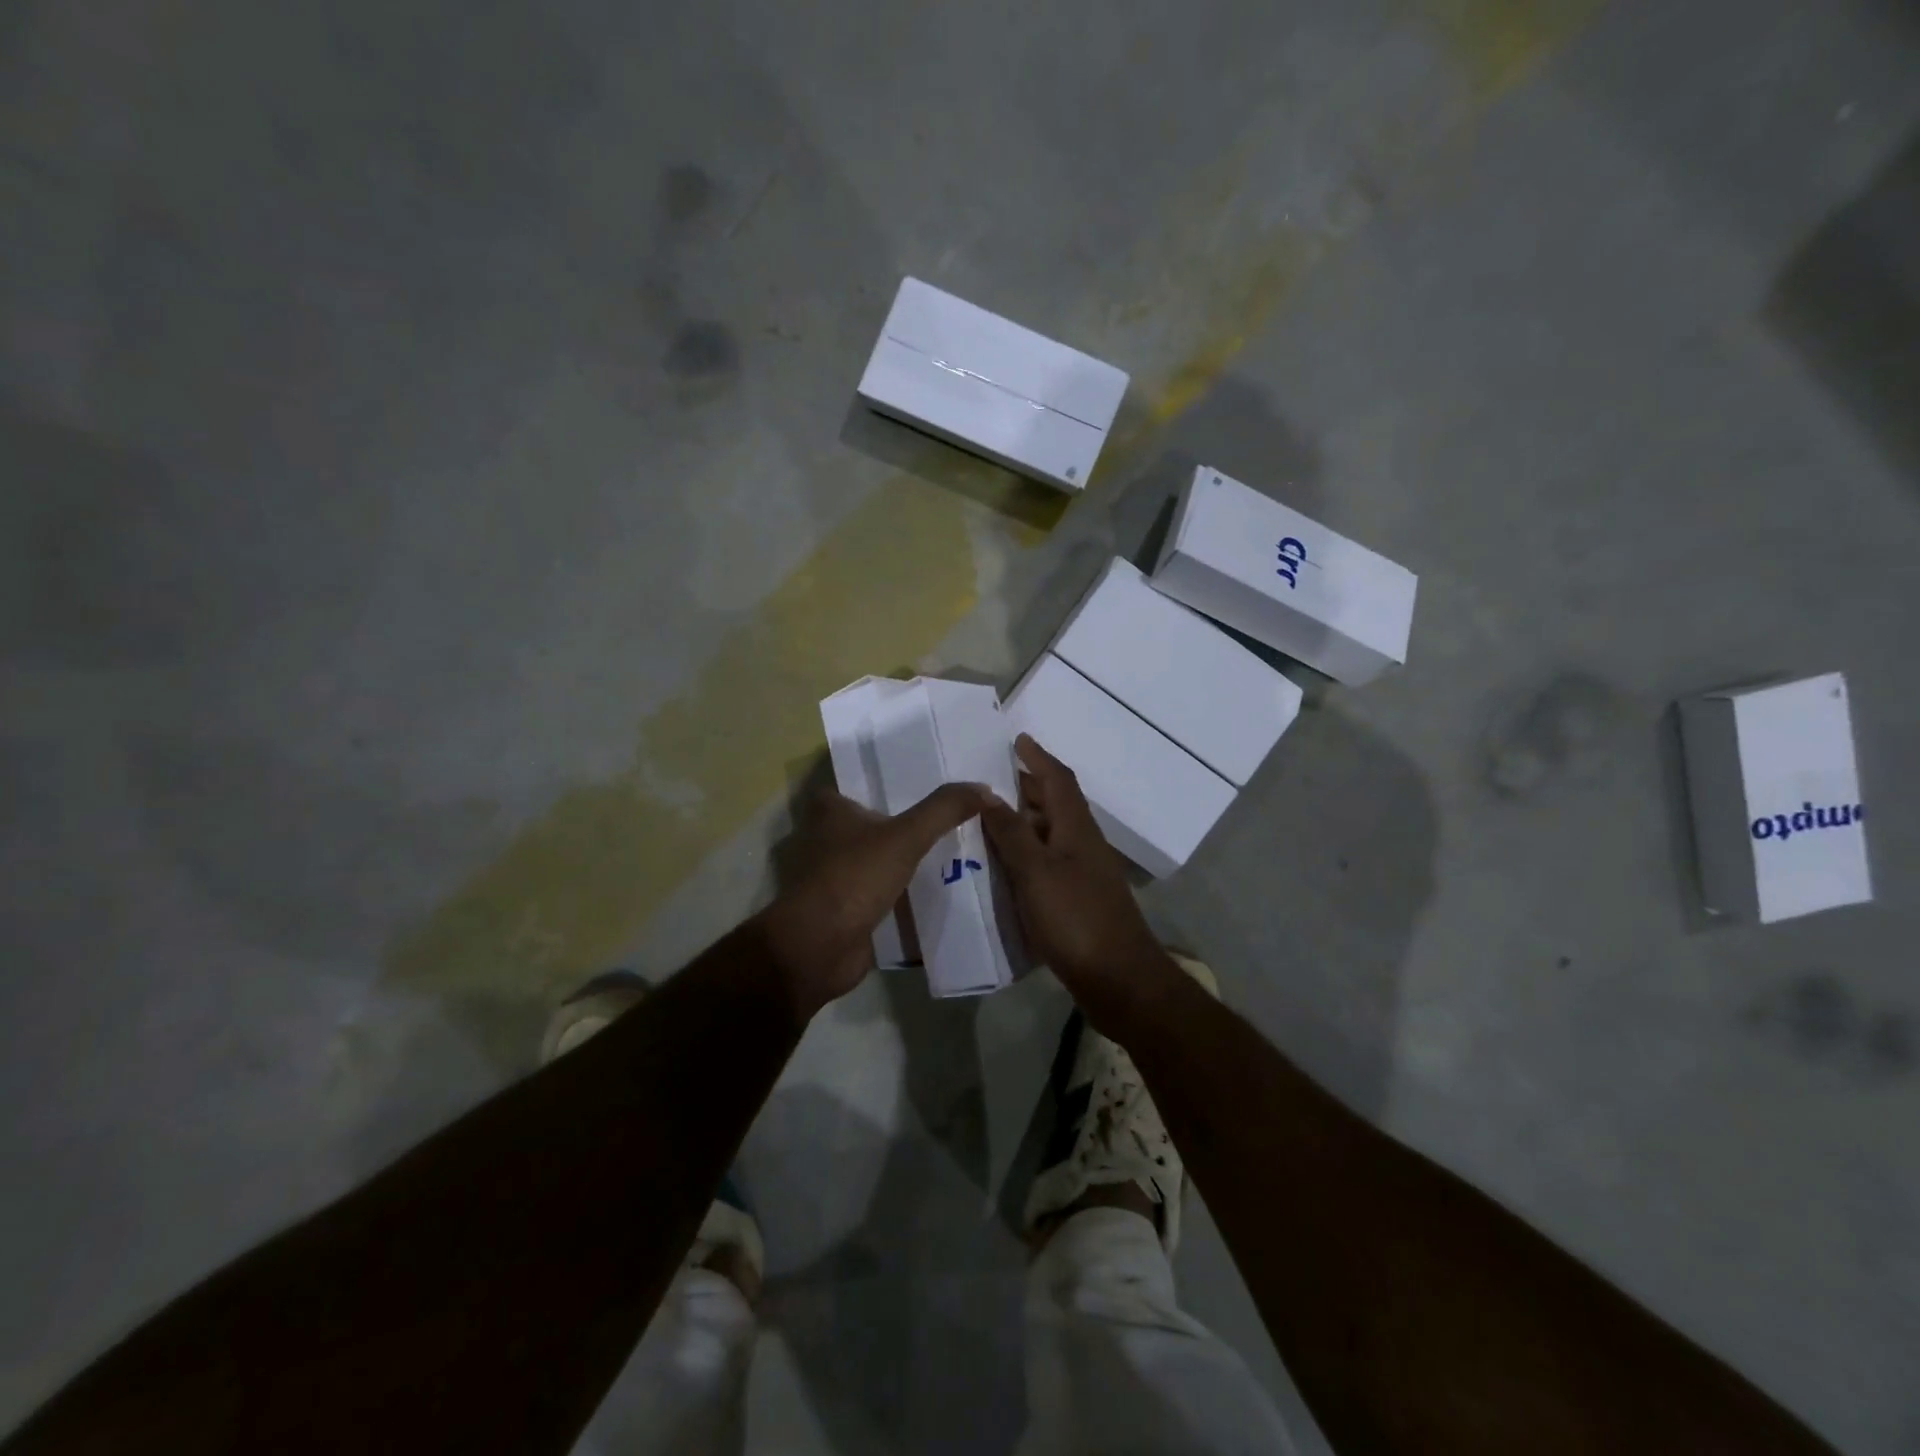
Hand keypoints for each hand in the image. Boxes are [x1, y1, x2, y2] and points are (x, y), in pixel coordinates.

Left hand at [759, 781, 993, 1017]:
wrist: (819, 947)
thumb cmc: (854, 877)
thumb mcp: (906, 836)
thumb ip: (944, 810)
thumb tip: (986, 789)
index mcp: (829, 811)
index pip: (858, 784)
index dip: (887, 782)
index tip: (924, 781)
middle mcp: (825, 839)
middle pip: (870, 822)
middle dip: (902, 822)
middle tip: (948, 815)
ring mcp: (833, 876)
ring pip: (875, 859)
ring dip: (902, 860)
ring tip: (951, 850)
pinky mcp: (844, 908)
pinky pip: (879, 892)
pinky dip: (900, 892)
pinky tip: (935, 889)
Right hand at [982, 734, 1180, 1034]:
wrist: (1119, 980)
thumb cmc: (1076, 919)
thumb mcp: (1036, 872)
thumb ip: (1011, 833)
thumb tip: (987, 793)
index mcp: (1076, 829)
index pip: (1058, 780)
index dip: (1038, 758)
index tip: (1017, 740)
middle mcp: (1083, 844)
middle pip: (1055, 804)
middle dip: (1027, 787)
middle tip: (989, 781)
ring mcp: (1084, 874)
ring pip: (1050, 835)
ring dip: (1024, 822)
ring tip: (987, 820)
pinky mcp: (1078, 901)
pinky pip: (1048, 864)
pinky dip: (1026, 855)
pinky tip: (1004, 868)